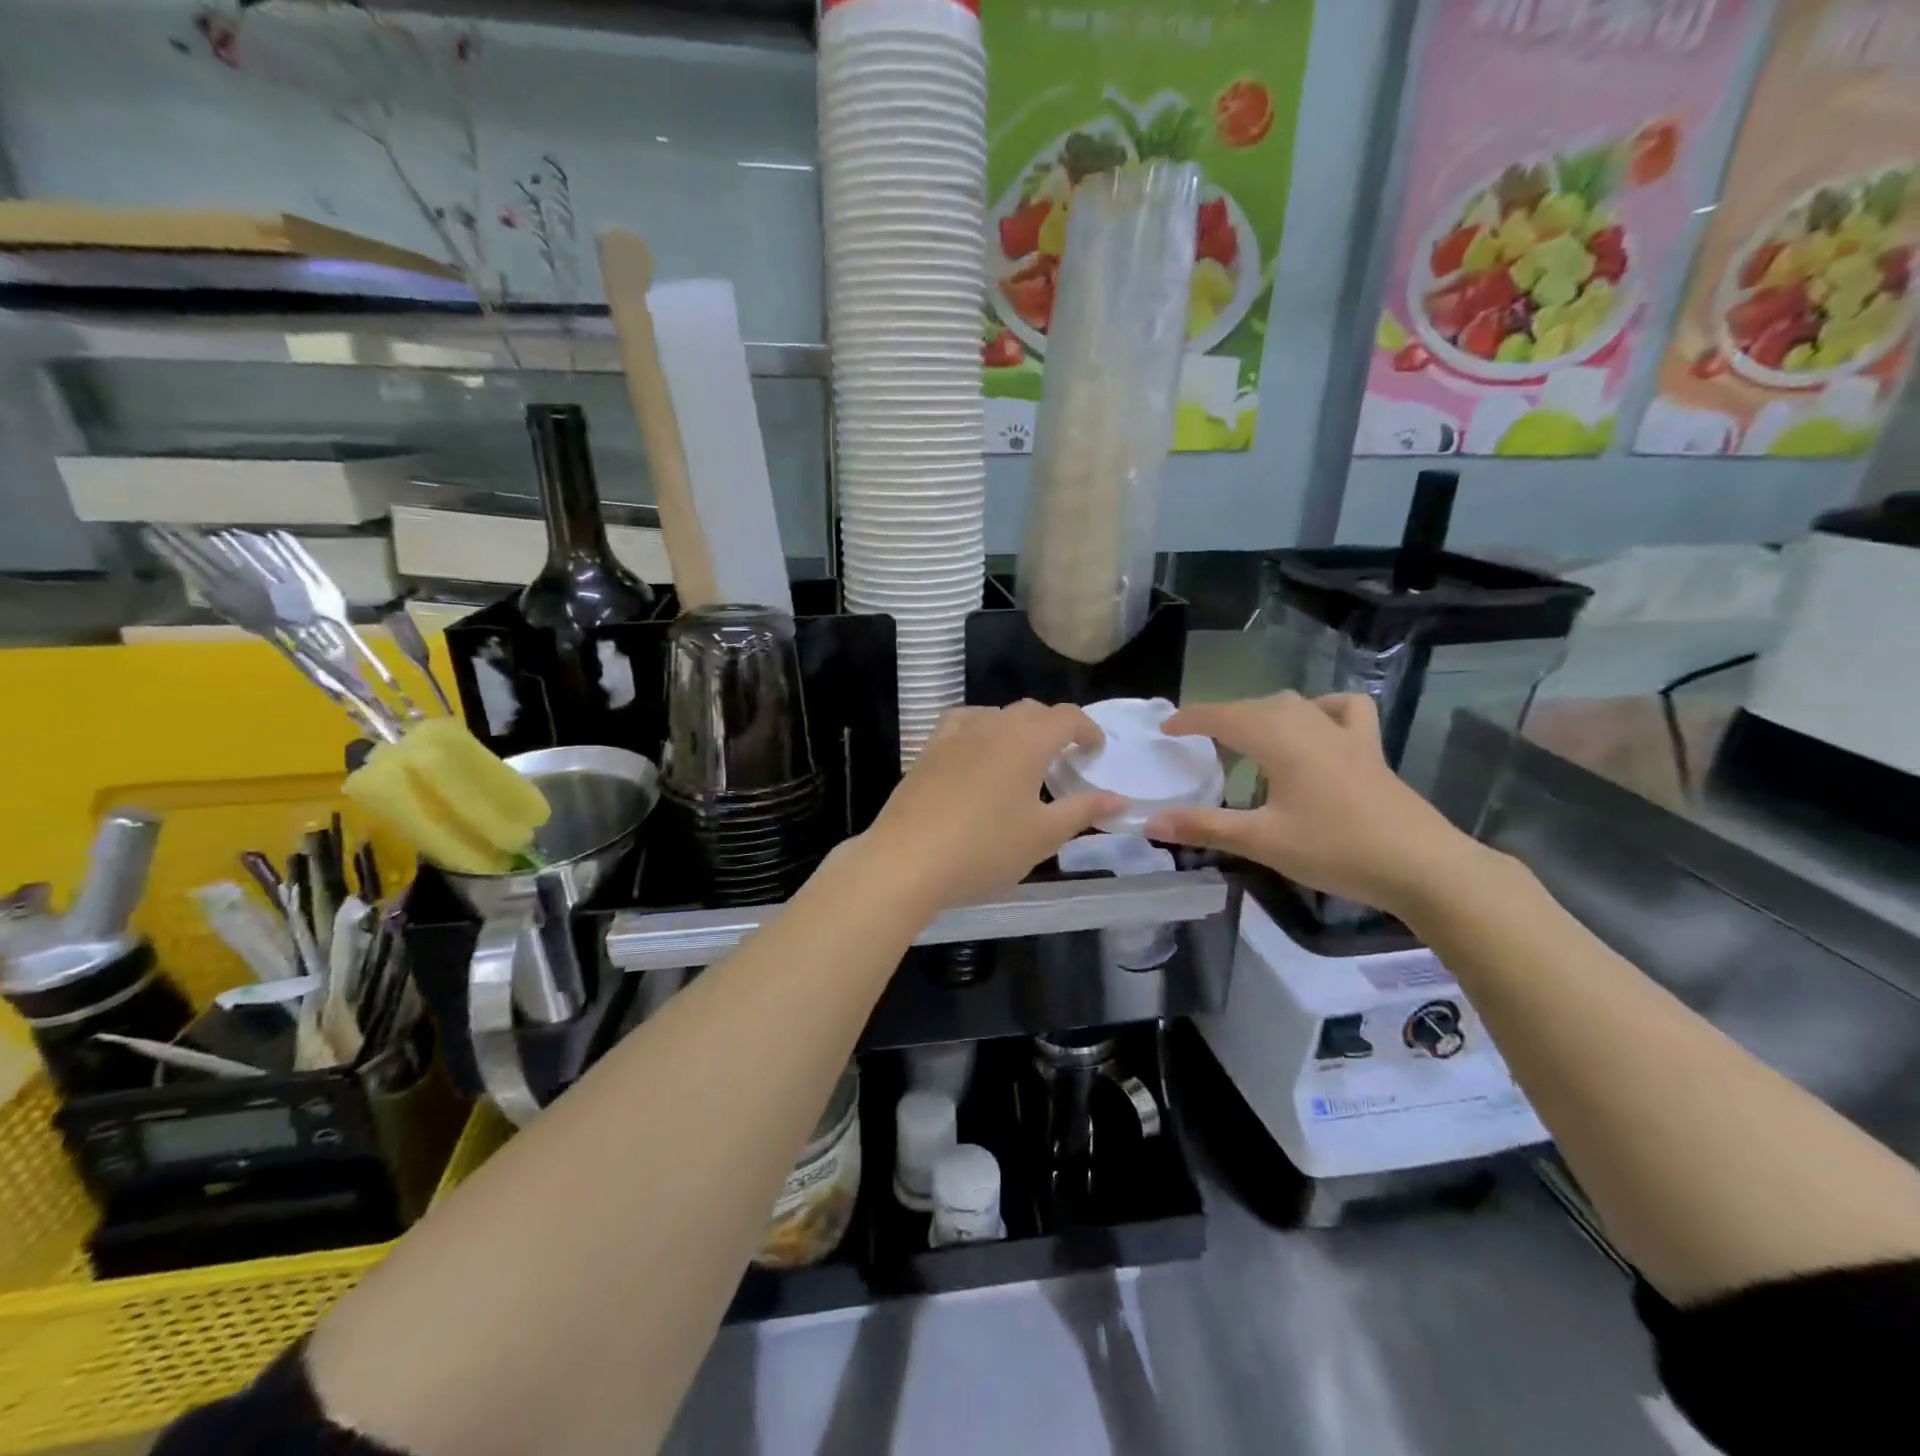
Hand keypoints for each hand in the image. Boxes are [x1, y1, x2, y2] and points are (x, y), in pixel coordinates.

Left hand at [859, 701, 1123, 915]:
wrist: (908, 859)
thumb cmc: (985, 847)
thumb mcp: (1043, 835)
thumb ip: (1083, 811)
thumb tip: (1118, 799)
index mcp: (1027, 739)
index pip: (1067, 717)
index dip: (1087, 729)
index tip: (1095, 750)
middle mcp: (992, 725)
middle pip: (1031, 711)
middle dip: (1053, 727)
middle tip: (1064, 757)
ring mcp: (955, 734)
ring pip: (995, 715)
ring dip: (1016, 727)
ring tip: (1022, 757)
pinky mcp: (927, 749)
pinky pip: (962, 724)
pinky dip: (980, 731)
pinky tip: (976, 754)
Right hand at [1143, 693, 1482, 919]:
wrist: (1422, 866)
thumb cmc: (1336, 849)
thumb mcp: (1262, 841)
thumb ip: (1204, 827)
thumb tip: (1150, 822)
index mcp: (1279, 740)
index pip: (1223, 716)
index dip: (1190, 719)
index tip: (1164, 730)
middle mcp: (1309, 725)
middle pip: (1254, 707)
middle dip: (1220, 718)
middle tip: (1196, 744)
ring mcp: (1344, 734)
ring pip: (1292, 705)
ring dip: (1260, 714)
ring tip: (1244, 738)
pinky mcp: (1370, 749)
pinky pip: (1341, 711)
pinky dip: (1319, 710)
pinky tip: (1313, 728)